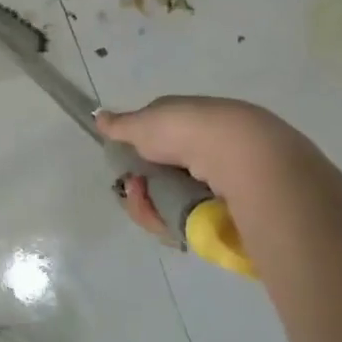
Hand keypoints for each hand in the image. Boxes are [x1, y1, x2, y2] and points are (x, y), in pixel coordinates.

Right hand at [96, 96, 318, 243]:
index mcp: (189, 123)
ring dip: (152, 209)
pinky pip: (189, 224)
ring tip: (152, 210)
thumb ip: (121, 125)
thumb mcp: (146, 123)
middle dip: (141, 190)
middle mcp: (204, 151)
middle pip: (160, 178)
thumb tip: (99, 117)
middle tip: (137, 193)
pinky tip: (172, 225)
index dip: (136, 159)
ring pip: (172, 204)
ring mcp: (217, 184)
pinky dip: (174, 225)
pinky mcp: (227, 214)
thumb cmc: (189, 131)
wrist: (242, 158)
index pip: (154, 143)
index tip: (126, 170)